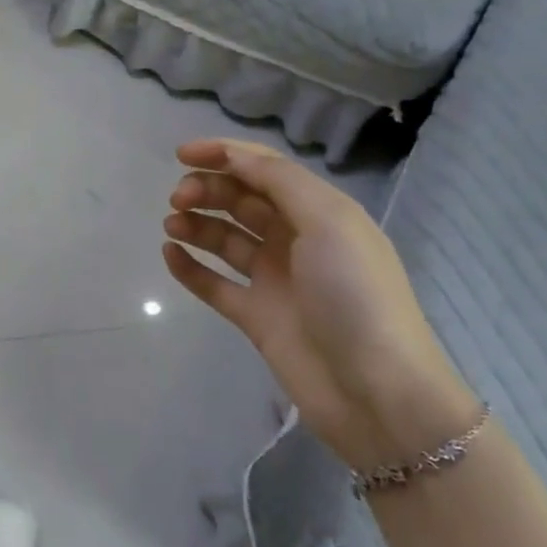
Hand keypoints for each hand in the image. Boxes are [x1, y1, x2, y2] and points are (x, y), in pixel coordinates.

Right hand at [162, 138, 478, 470]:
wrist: (377, 392)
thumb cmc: (356, 295)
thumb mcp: (328, 221)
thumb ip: (278, 181)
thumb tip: (232, 156)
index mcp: (320, 213)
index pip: (265, 169)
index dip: (224, 154)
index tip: (181, 154)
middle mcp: (296, 241)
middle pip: (242, 200)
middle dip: (207, 189)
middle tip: (178, 198)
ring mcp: (275, 280)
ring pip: (225, 239)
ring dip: (196, 224)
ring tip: (172, 225)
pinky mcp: (256, 317)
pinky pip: (214, 283)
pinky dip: (190, 267)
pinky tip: (170, 254)